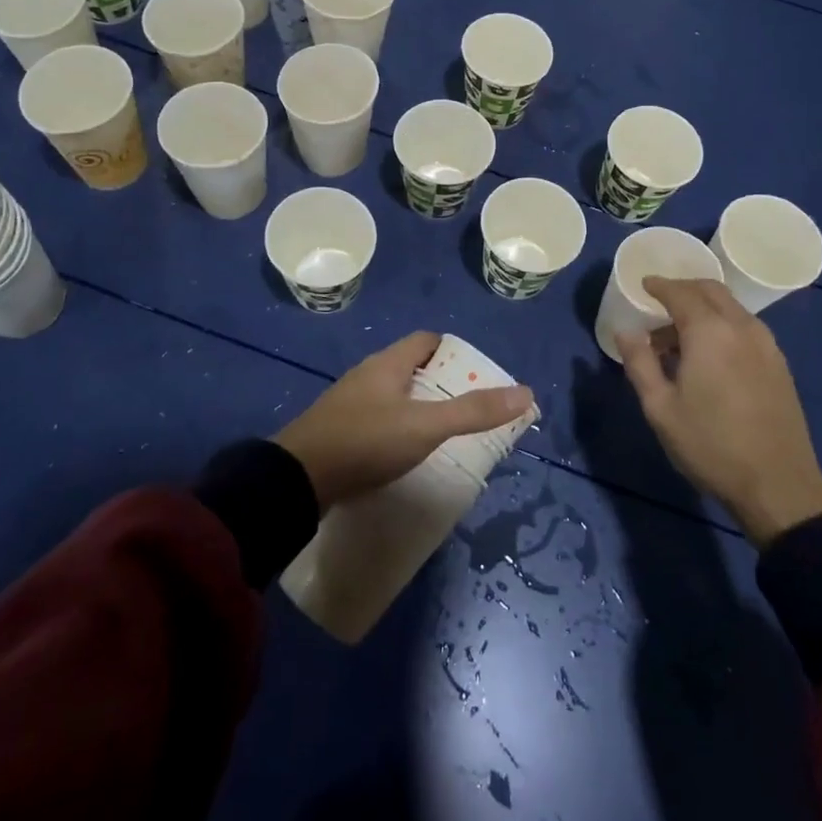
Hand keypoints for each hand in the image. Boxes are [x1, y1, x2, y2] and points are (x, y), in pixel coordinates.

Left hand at [275, 332, 533, 507]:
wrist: (296, 480)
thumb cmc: (365, 442)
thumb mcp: (425, 426)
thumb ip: (473, 411)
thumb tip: (525, 392)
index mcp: (387, 364)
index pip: (426, 340)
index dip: (454, 351)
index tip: (477, 374)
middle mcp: (367, 376)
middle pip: (411, 368)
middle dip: (441, 383)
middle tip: (468, 407)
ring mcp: (349, 404)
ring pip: (392, 395)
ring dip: (418, 407)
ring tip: (444, 433)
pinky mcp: (337, 433)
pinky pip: (376, 420)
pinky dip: (397, 429)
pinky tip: (406, 453)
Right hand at [616, 278, 821, 545]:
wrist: (778, 484)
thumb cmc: (710, 445)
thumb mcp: (660, 408)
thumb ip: (640, 363)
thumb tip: (626, 332)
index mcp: (709, 332)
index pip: (680, 292)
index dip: (659, 285)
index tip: (643, 284)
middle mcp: (741, 327)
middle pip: (710, 291)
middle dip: (683, 289)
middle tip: (660, 302)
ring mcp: (766, 344)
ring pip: (731, 308)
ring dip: (704, 308)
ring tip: (679, 335)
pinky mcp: (779, 363)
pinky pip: (745, 326)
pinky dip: (723, 324)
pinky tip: (710, 353)